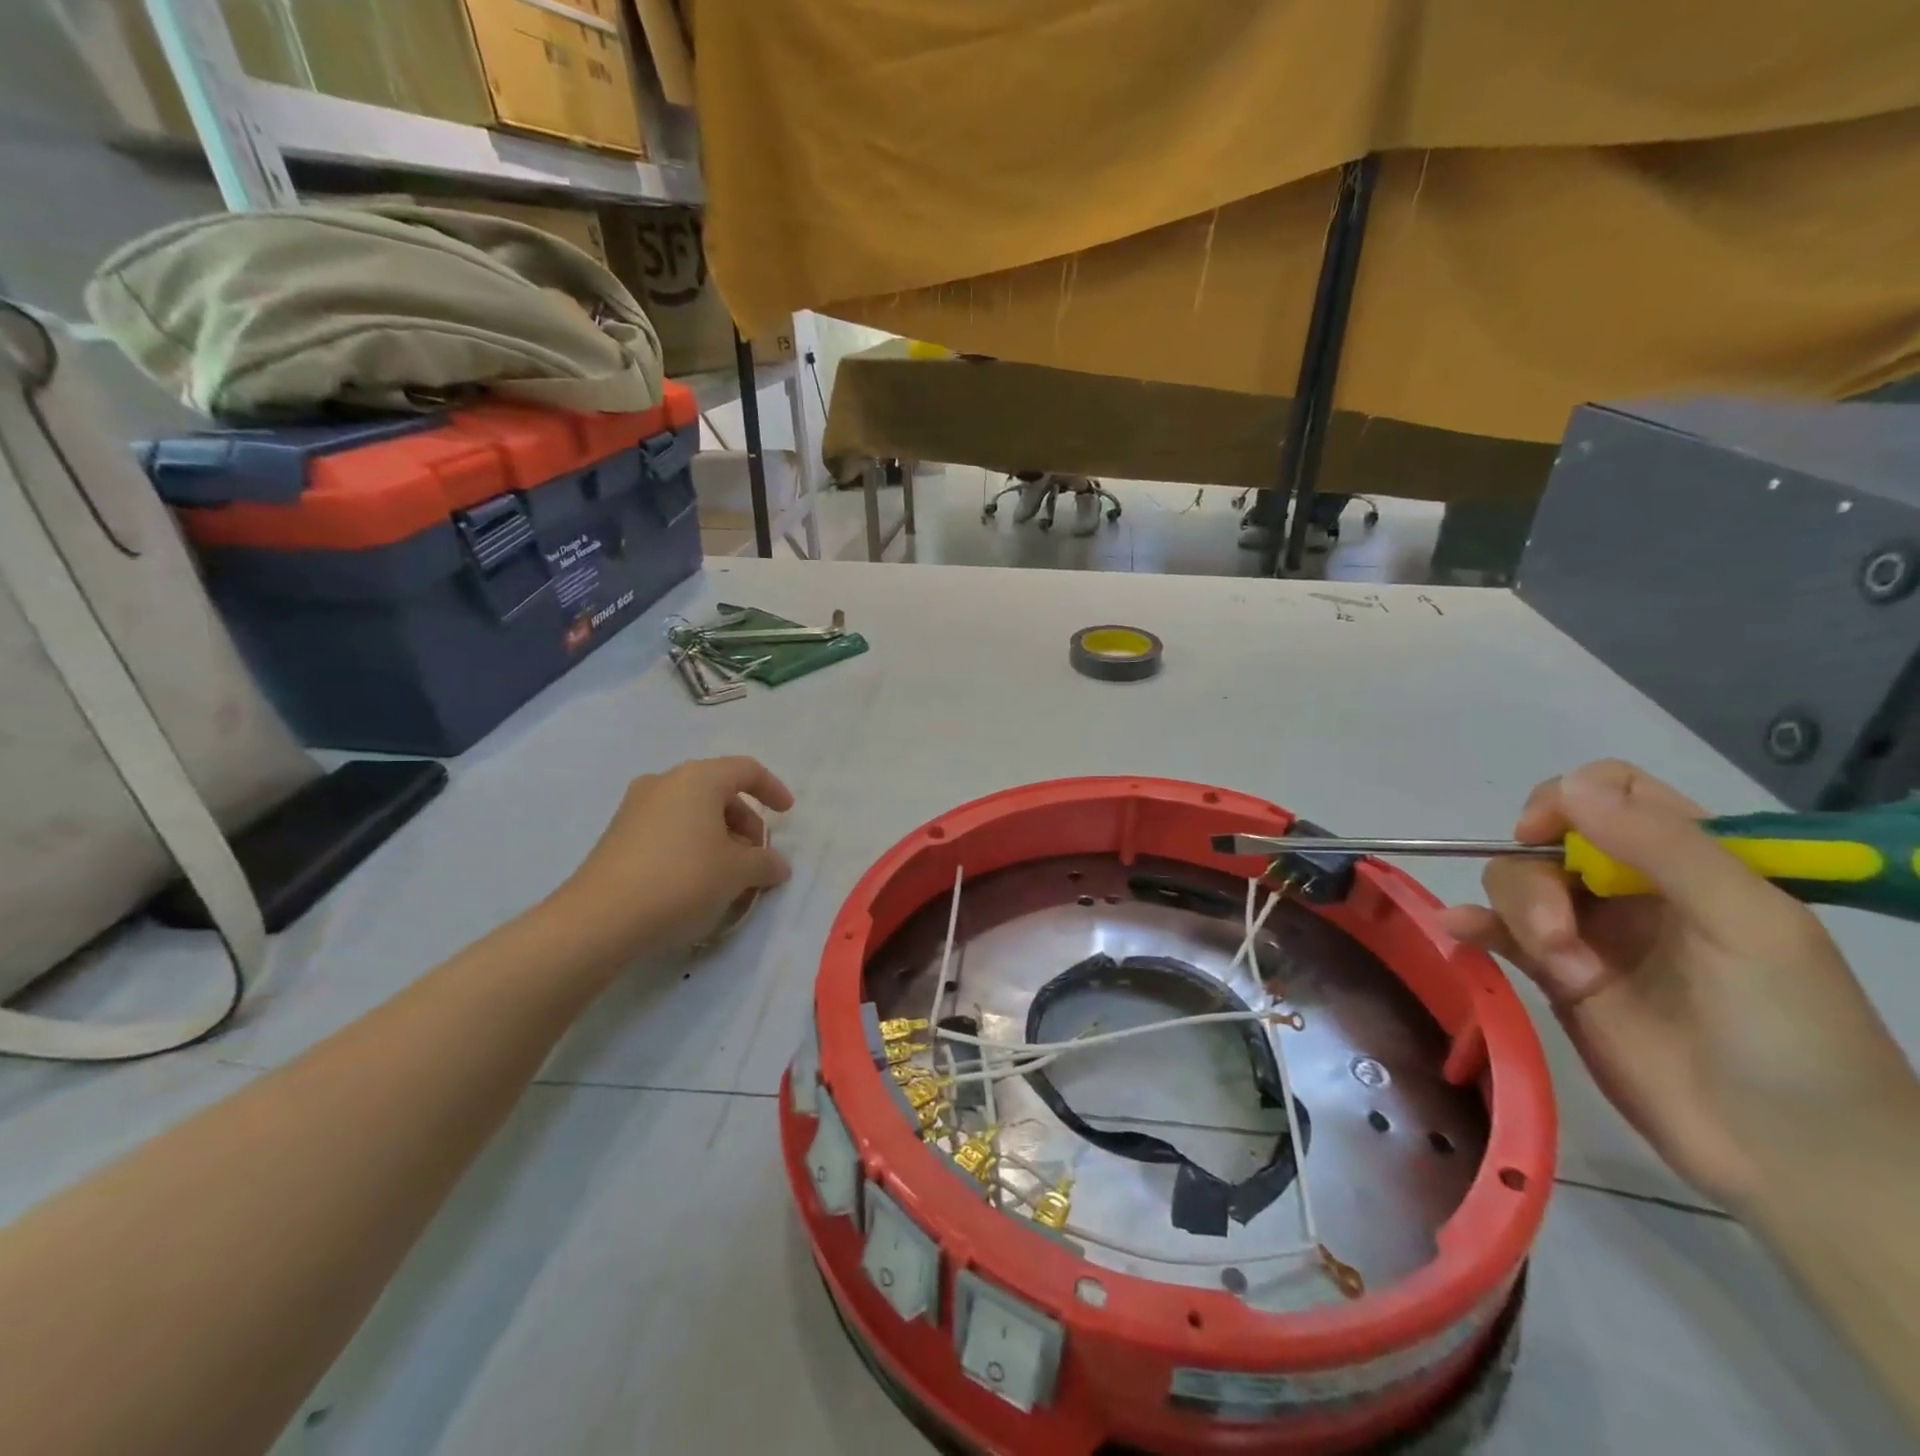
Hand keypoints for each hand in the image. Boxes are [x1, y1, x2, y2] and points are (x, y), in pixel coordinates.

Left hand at [547, 756, 794, 966]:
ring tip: (729, 874)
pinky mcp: (617, 835)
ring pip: (692, 812)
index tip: (787, 814)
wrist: (600, 918)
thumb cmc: (682, 879)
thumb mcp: (738, 873)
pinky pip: (668, 829)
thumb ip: (765, 863)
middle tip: (757, 856)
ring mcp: (635, 808)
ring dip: (719, 836)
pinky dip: (692, 845)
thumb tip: (777, 865)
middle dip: (745, 821)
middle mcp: (665, 782)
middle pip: (718, 791)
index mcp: (698, 779)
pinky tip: (696, 882)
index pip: (746, 770)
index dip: (773, 789)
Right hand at [1439, 760, 1915, 1210]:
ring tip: (1564, 975)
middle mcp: (1633, 889)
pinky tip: (1458, 932)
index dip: (1569, 800)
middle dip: (1538, 883)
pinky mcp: (1557, 978)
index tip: (1547, 836)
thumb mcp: (1749, 927)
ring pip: (1516, 884)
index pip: (1612, 792)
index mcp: (1691, 863)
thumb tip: (1567, 785)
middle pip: (1546, 841)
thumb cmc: (1792, 1033)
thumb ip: (1663, 848)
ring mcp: (1592, 934)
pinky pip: (1498, 932)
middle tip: (1560, 938)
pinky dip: (1471, 925)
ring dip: (1520, 919)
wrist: (1790, 1158)